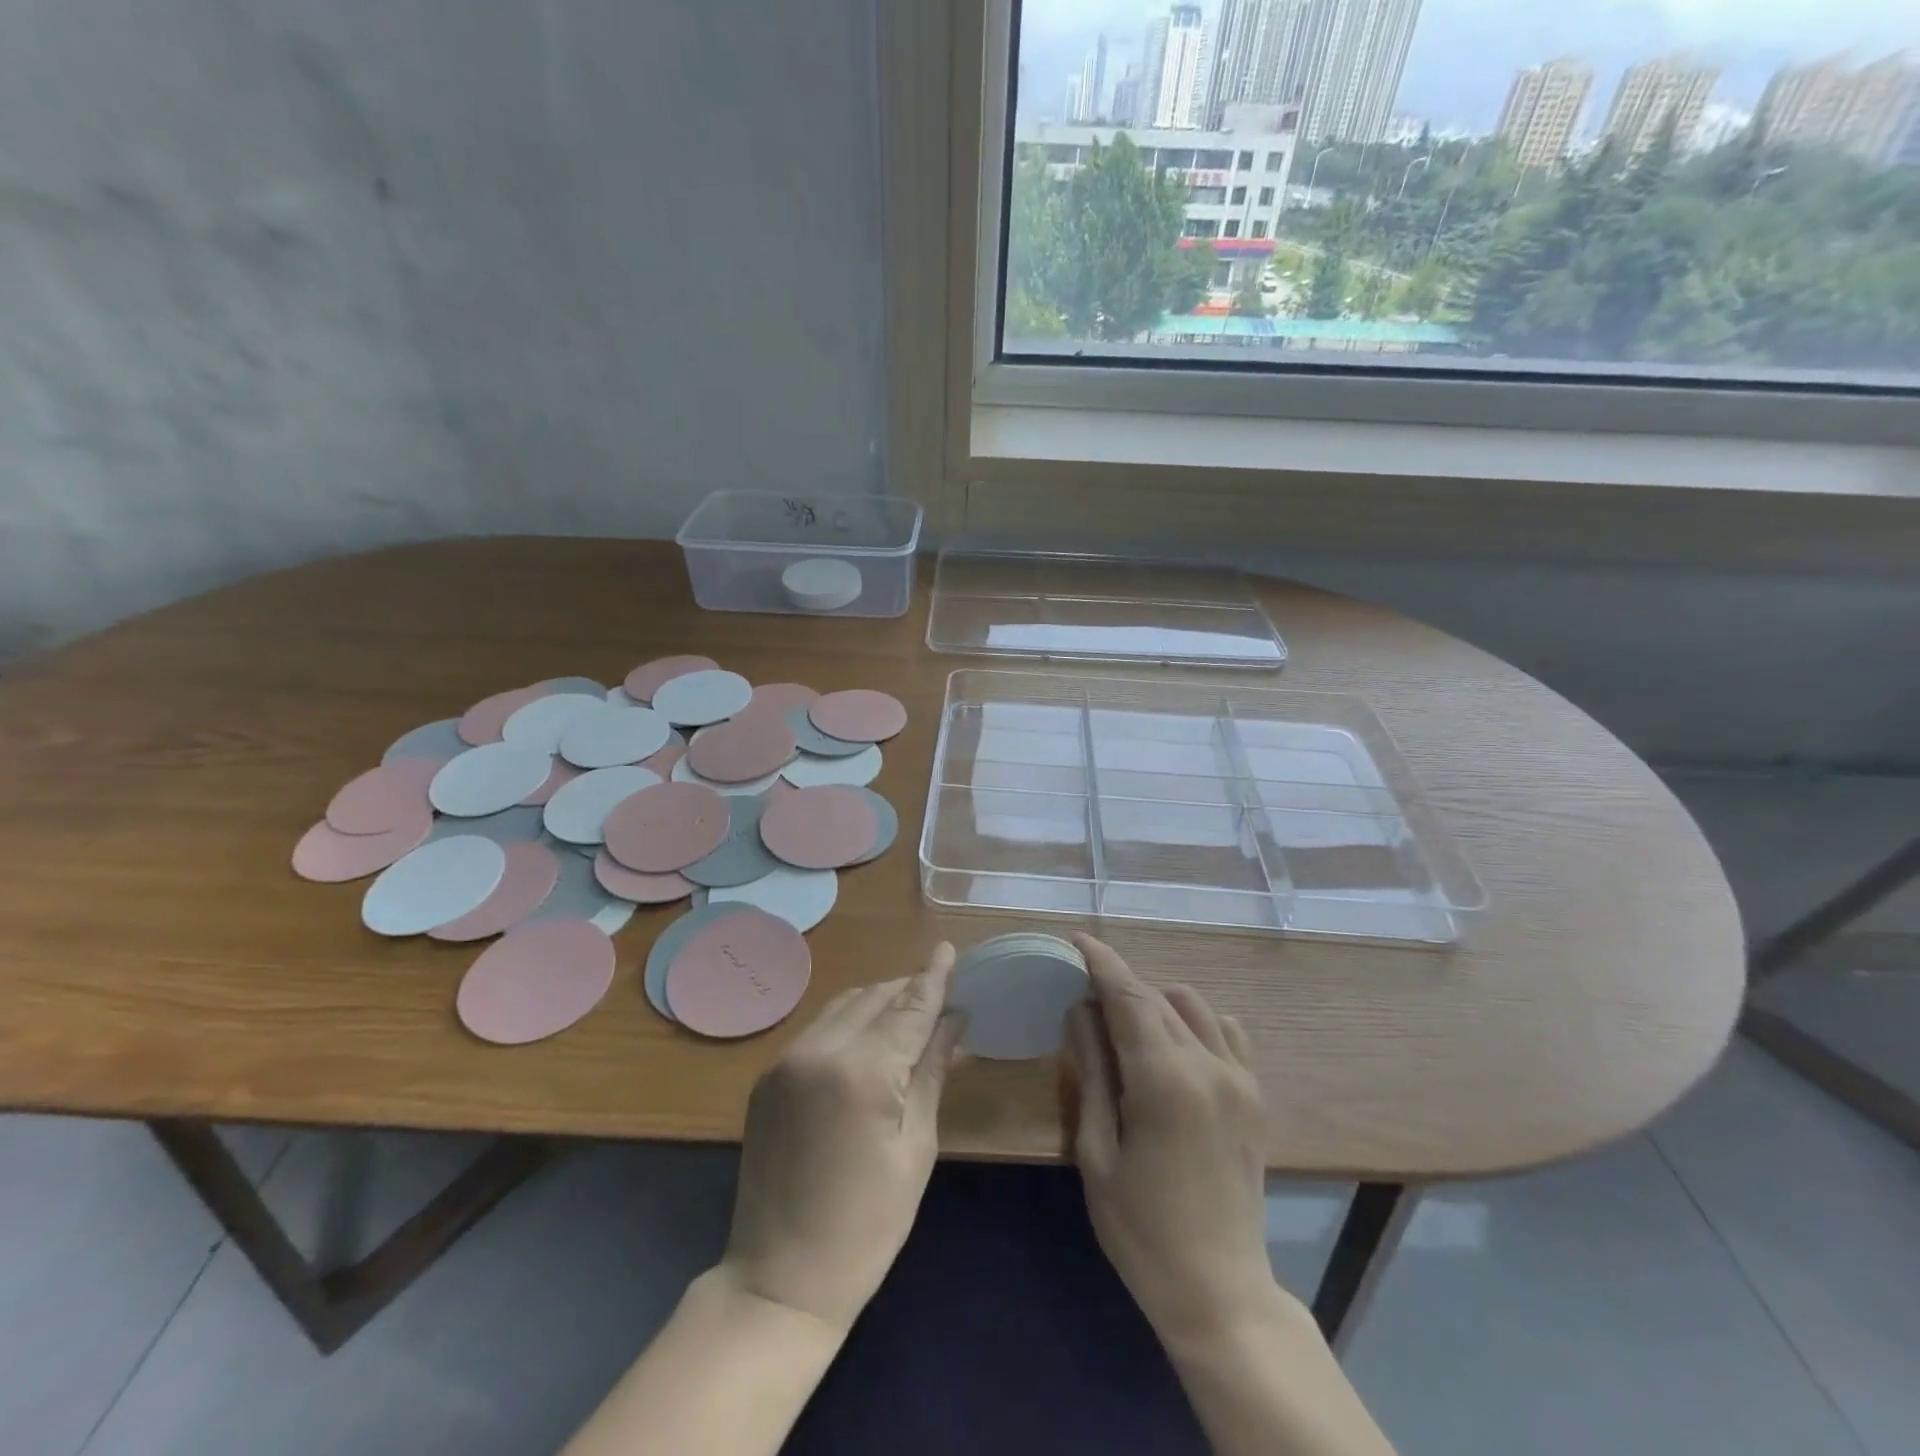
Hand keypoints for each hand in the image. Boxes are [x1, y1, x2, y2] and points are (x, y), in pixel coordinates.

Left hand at [718, 944, 965, 1332]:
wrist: (778, 1280)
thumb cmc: (868, 1225)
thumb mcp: (916, 1147)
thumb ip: (932, 1072)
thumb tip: (955, 1021)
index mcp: (862, 1071)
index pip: (909, 1007)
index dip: (933, 977)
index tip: (950, 948)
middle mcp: (819, 1050)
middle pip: (875, 997)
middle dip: (909, 991)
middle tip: (941, 998)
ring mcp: (786, 1060)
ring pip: (844, 1006)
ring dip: (878, 1002)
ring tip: (909, 1015)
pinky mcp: (768, 1076)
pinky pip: (818, 1029)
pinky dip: (849, 1022)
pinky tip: (868, 1039)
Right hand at [1062, 933, 1278, 1353]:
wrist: (1220, 1291)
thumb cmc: (1141, 1229)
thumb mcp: (1097, 1151)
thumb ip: (1091, 1071)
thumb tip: (1080, 1010)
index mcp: (1164, 1080)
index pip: (1128, 996)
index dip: (1101, 962)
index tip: (1077, 939)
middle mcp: (1208, 1065)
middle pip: (1156, 998)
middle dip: (1119, 984)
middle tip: (1085, 991)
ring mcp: (1240, 1078)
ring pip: (1192, 1005)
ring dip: (1155, 1001)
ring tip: (1127, 1026)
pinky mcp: (1255, 1094)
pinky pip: (1225, 1030)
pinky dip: (1195, 1022)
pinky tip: (1174, 1047)